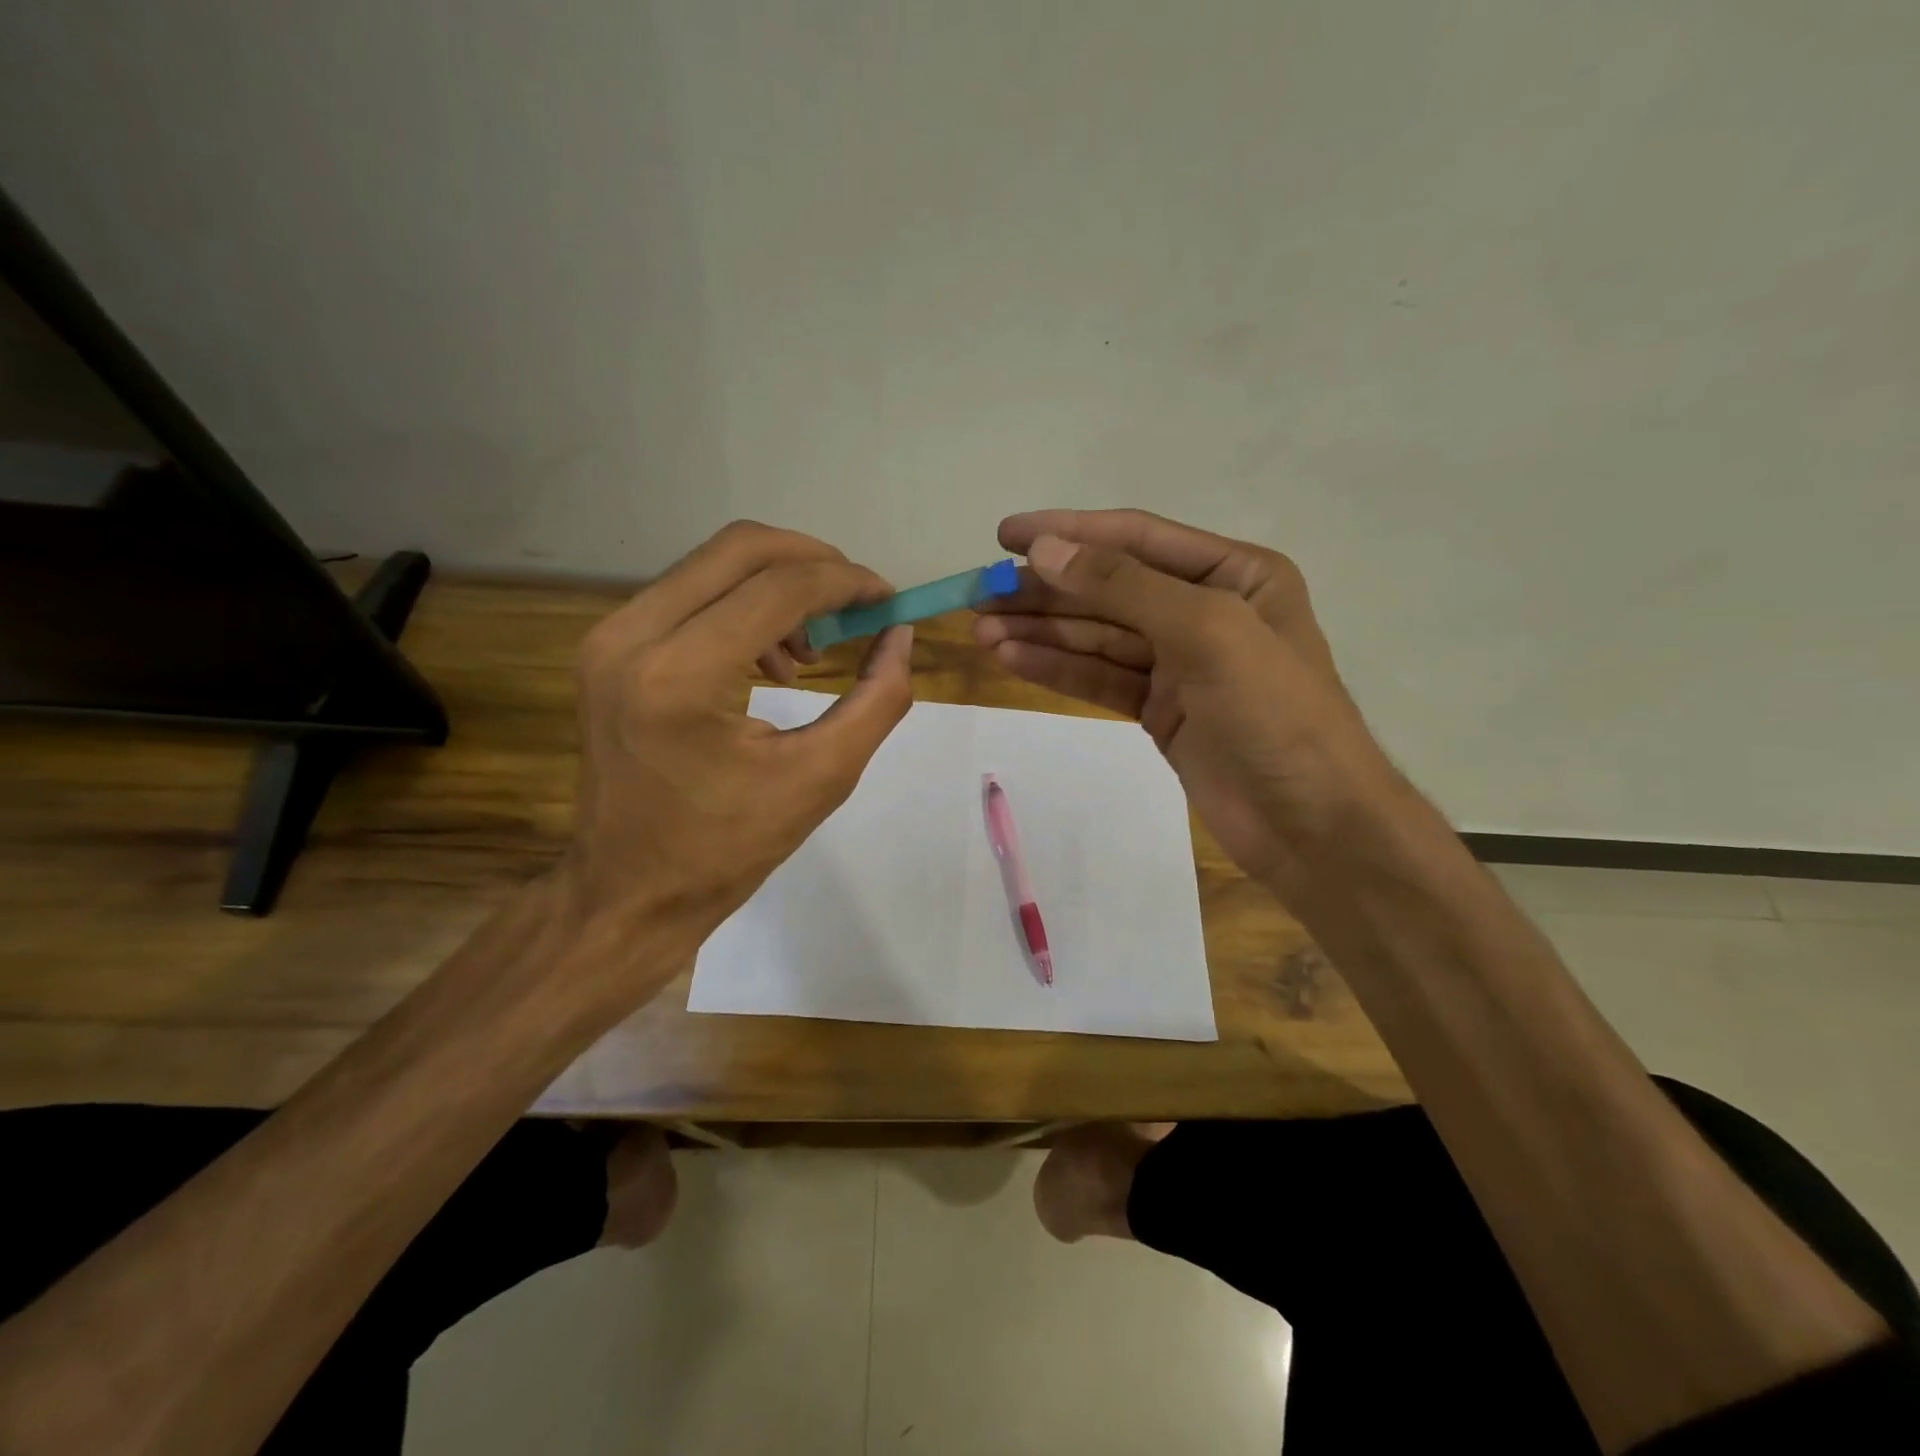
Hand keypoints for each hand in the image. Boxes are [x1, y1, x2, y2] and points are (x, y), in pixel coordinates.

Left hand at [561, 520, 912, 998]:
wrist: (629, 891)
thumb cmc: (728, 848)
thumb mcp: (823, 777)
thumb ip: (877, 699)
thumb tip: (899, 636)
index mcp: (681, 676)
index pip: (780, 588)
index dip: (847, 582)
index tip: (888, 600)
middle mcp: (632, 637)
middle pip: (740, 548)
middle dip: (814, 563)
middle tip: (857, 605)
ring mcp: (609, 638)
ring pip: (712, 564)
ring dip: (778, 586)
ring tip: (810, 652)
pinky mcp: (606, 648)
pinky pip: (688, 594)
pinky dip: (742, 606)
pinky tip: (768, 661)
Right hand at [973, 509, 1395, 894]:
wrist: (1310, 826)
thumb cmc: (1274, 714)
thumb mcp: (1206, 632)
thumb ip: (1123, 586)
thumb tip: (1044, 550)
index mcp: (1235, 574)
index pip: (1137, 538)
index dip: (1069, 533)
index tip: (1006, 535)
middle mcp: (1205, 610)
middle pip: (1109, 589)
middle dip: (1045, 591)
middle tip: (979, 594)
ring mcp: (1180, 664)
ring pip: (1097, 636)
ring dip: (1041, 632)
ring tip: (981, 631)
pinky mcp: (1160, 710)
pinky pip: (1100, 678)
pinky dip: (1058, 668)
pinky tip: (1012, 659)